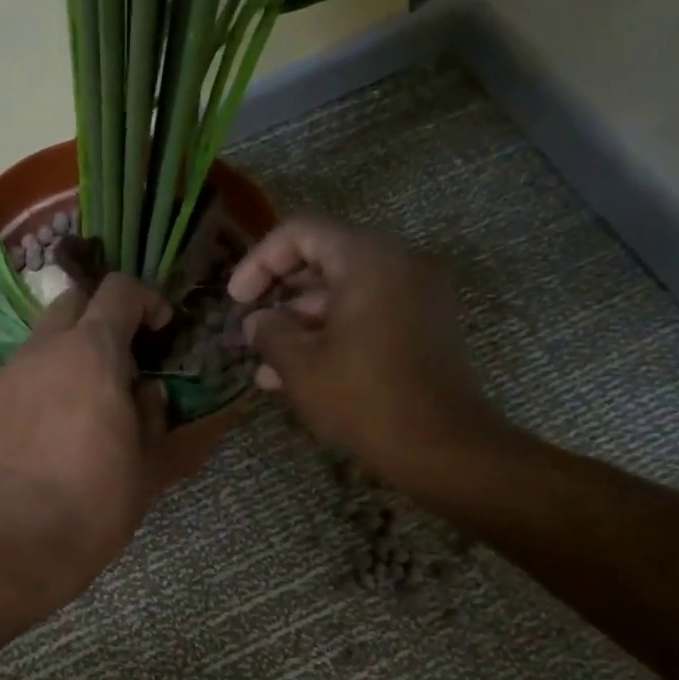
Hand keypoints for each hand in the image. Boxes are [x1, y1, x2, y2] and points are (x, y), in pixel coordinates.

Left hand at [0, 273, 172, 617]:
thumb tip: (148, 390)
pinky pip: (20, 377)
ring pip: (43, 340)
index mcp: (91, 355)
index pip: (119, 290)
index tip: (161, 330)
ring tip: (88, 402)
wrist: (16, 550)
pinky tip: (52, 430)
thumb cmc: (95, 507)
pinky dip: (44, 383)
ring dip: (71, 353)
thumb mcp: (149, 465)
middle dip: (103, 318)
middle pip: (73, 302)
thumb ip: (156, 414)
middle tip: (123, 362)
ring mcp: (6, 378)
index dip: (146, 300)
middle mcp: (43, 352)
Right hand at [228, 217, 510, 493]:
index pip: (303, 232)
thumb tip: (257, 321)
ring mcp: (419, 298)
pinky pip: (370, 317)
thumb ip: (269, 333)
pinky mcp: (426, 330)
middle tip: (252, 332)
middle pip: (327, 261)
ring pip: (347, 295)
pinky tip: (302, 375)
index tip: (236, 300)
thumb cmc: (363, 399)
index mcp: (370, 260)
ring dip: (303, 325)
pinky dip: (335, 335)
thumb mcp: (300, 366)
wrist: (442, 447)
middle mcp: (401, 265)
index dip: (260, 261)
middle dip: (281, 297)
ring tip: (267, 367)